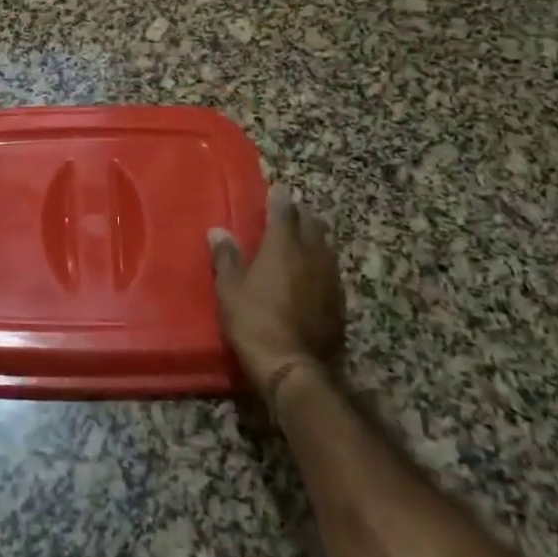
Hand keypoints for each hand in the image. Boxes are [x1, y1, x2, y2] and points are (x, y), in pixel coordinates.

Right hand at [209, 185, 346, 410]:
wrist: (293, 368)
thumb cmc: (254, 322)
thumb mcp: (229, 290)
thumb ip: (226, 258)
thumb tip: (218, 231)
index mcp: (283, 246)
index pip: (284, 211)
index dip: (279, 198)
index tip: (277, 188)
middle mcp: (311, 255)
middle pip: (312, 224)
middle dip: (301, 214)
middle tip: (290, 211)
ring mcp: (329, 279)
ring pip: (326, 246)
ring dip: (315, 237)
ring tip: (305, 237)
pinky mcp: (340, 302)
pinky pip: (332, 271)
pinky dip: (322, 263)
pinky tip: (315, 272)